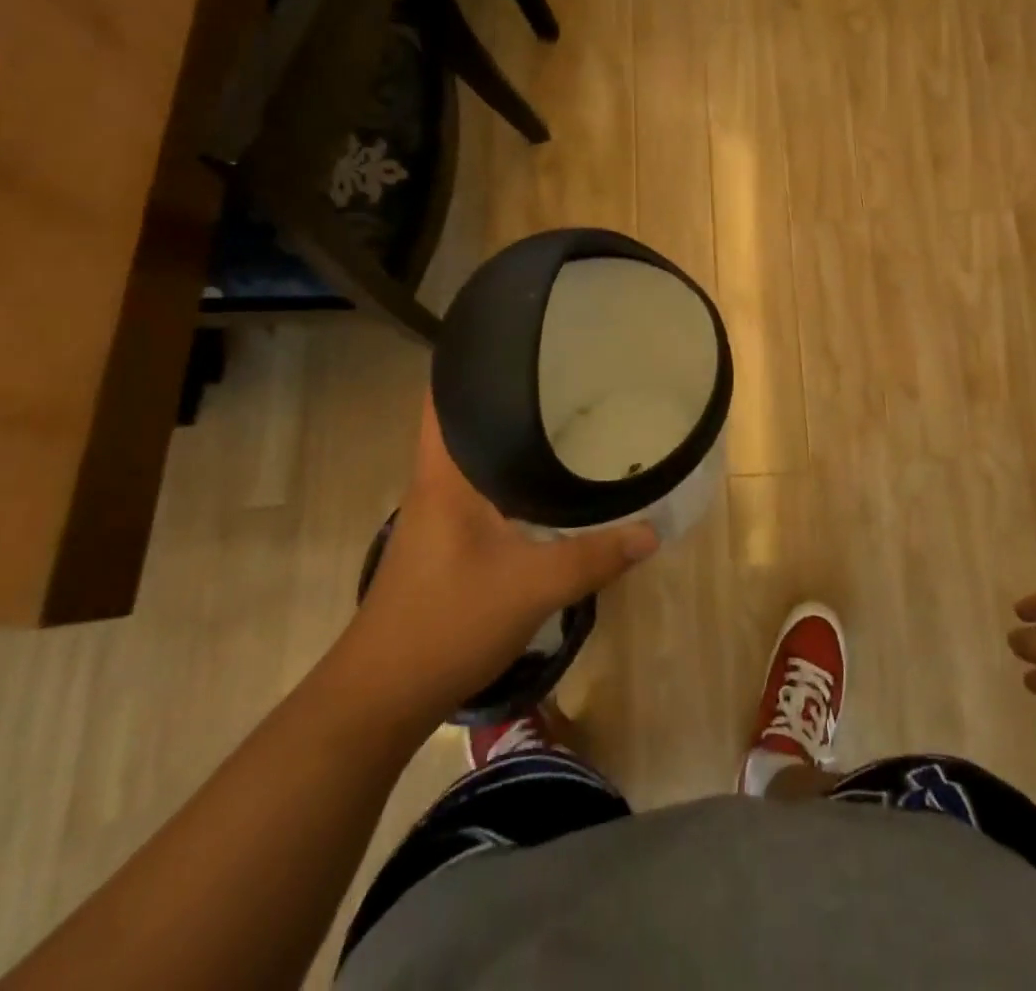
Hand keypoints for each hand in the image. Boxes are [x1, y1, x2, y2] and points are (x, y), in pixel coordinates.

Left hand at [340, 390, 658, 715]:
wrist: (383, 696)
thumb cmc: (447, 623)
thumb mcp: (531, 587)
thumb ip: (595, 556)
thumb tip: (652, 531)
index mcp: (445, 475)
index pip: (446, 398)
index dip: (471, 361)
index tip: (518, 339)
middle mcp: (437, 483)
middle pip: (467, 420)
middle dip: (508, 393)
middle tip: (564, 373)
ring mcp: (439, 514)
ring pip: (477, 456)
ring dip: (510, 435)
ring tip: (565, 414)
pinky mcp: (448, 541)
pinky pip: (483, 488)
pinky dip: (512, 474)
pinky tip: (547, 482)